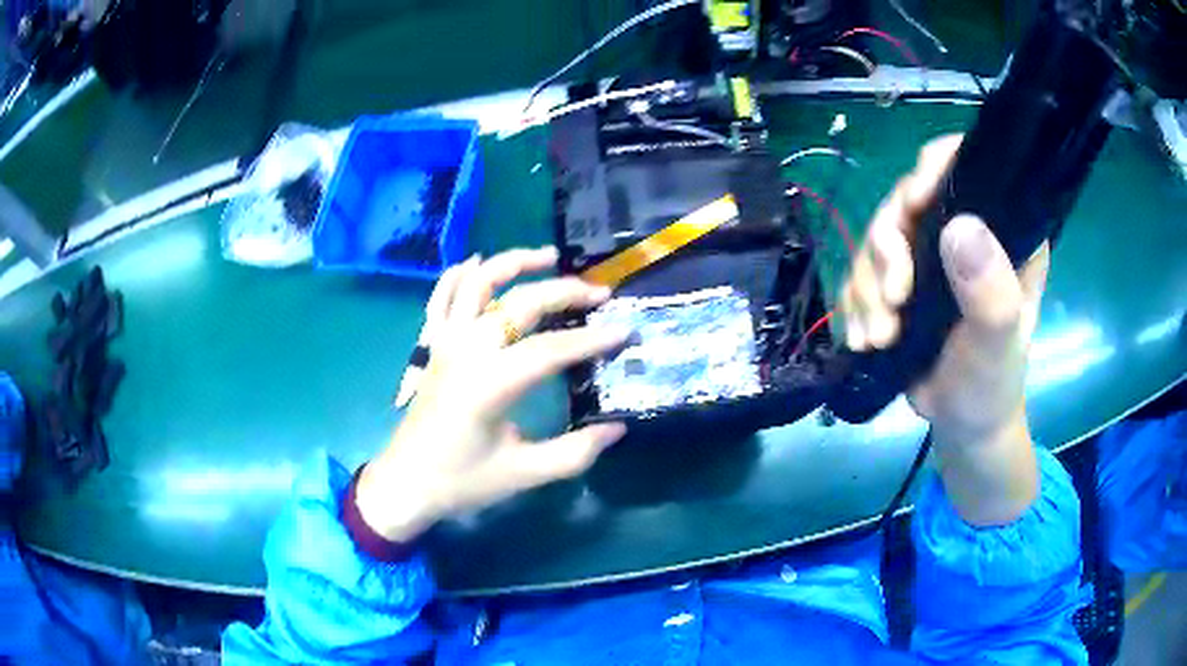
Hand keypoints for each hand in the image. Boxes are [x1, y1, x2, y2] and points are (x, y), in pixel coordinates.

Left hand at [356, 248, 628, 541]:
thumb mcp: (523, 474)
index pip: (549, 349)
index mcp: (489, 384)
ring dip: (513, 263)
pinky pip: (441, 296)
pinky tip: (480, 262)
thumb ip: (575, 452)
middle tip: (600, 293)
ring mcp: (445, 342)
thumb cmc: (462, 481)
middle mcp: (466, 351)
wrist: (406, 483)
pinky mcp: (432, 345)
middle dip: (564, 292)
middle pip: (520, 303)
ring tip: (549, 256)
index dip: (591, 339)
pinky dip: (459, 274)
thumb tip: (617, 429)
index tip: (624, 331)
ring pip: (477, 283)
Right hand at [841, 135, 1049, 524]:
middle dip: (890, 248)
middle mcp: (963, 230)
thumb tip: (959, 228)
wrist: (961, 423)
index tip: (913, 203)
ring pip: (878, 236)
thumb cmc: (990, 385)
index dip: (936, 166)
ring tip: (881, 336)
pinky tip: (867, 339)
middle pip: (908, 200)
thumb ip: (991, 294)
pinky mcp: (898, 279)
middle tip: (893, 299)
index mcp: (1001, 231)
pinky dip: (855, 304)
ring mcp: (926, 254)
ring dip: (869, 287)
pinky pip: (860, 271)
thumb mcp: (998, 346)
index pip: (968, 166)